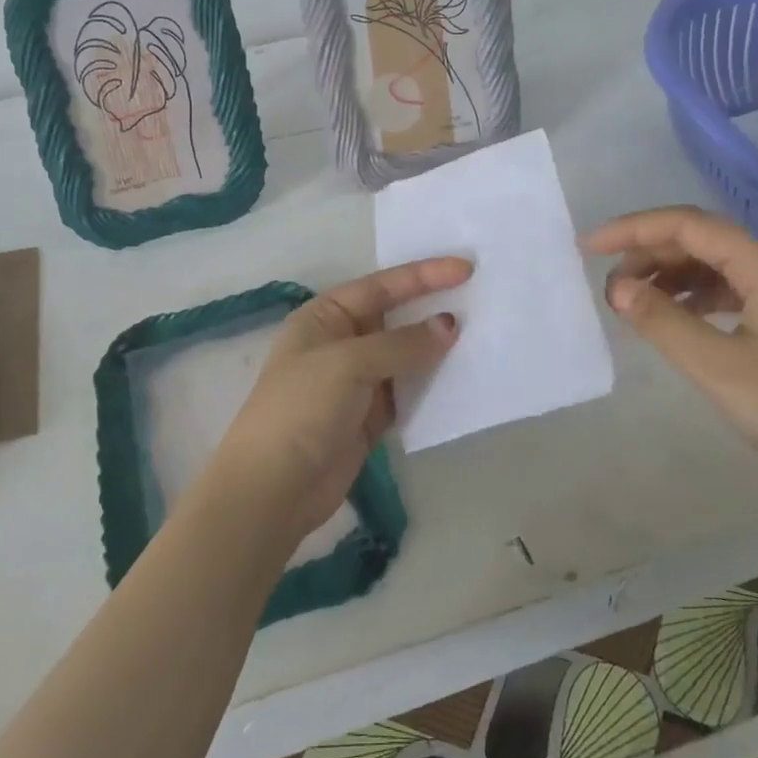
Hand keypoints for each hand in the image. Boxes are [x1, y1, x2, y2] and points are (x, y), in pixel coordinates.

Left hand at [208, 257, 470, 546]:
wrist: (274, 488)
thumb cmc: (302, 409)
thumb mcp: (348, 364)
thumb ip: (401, 344)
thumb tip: (449, 325)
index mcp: (325, 317)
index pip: (381, 287)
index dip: (423, 276)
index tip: (466, 269)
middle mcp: (341, 342)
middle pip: (395, 318)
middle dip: (433, 308)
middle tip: (482, 299)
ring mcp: (357, 382)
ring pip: (406, 356)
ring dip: (437, 349)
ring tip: (483, 335)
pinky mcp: (370, 417)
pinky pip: (409, 391)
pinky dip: (433, 385)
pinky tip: (463, 377)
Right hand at [582, 206, 757, 493]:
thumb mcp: (716, 365)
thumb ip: (662, 320)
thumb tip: (616, 287)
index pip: (687, 225)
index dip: (633, 230)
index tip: (589, 248)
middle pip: (699, 240)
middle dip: (648, 253)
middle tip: (609, 285)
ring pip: (712, 265)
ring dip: (667, 275)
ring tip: (632, 302)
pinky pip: (726, 289)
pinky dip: (691, 296)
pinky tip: (672, 317)